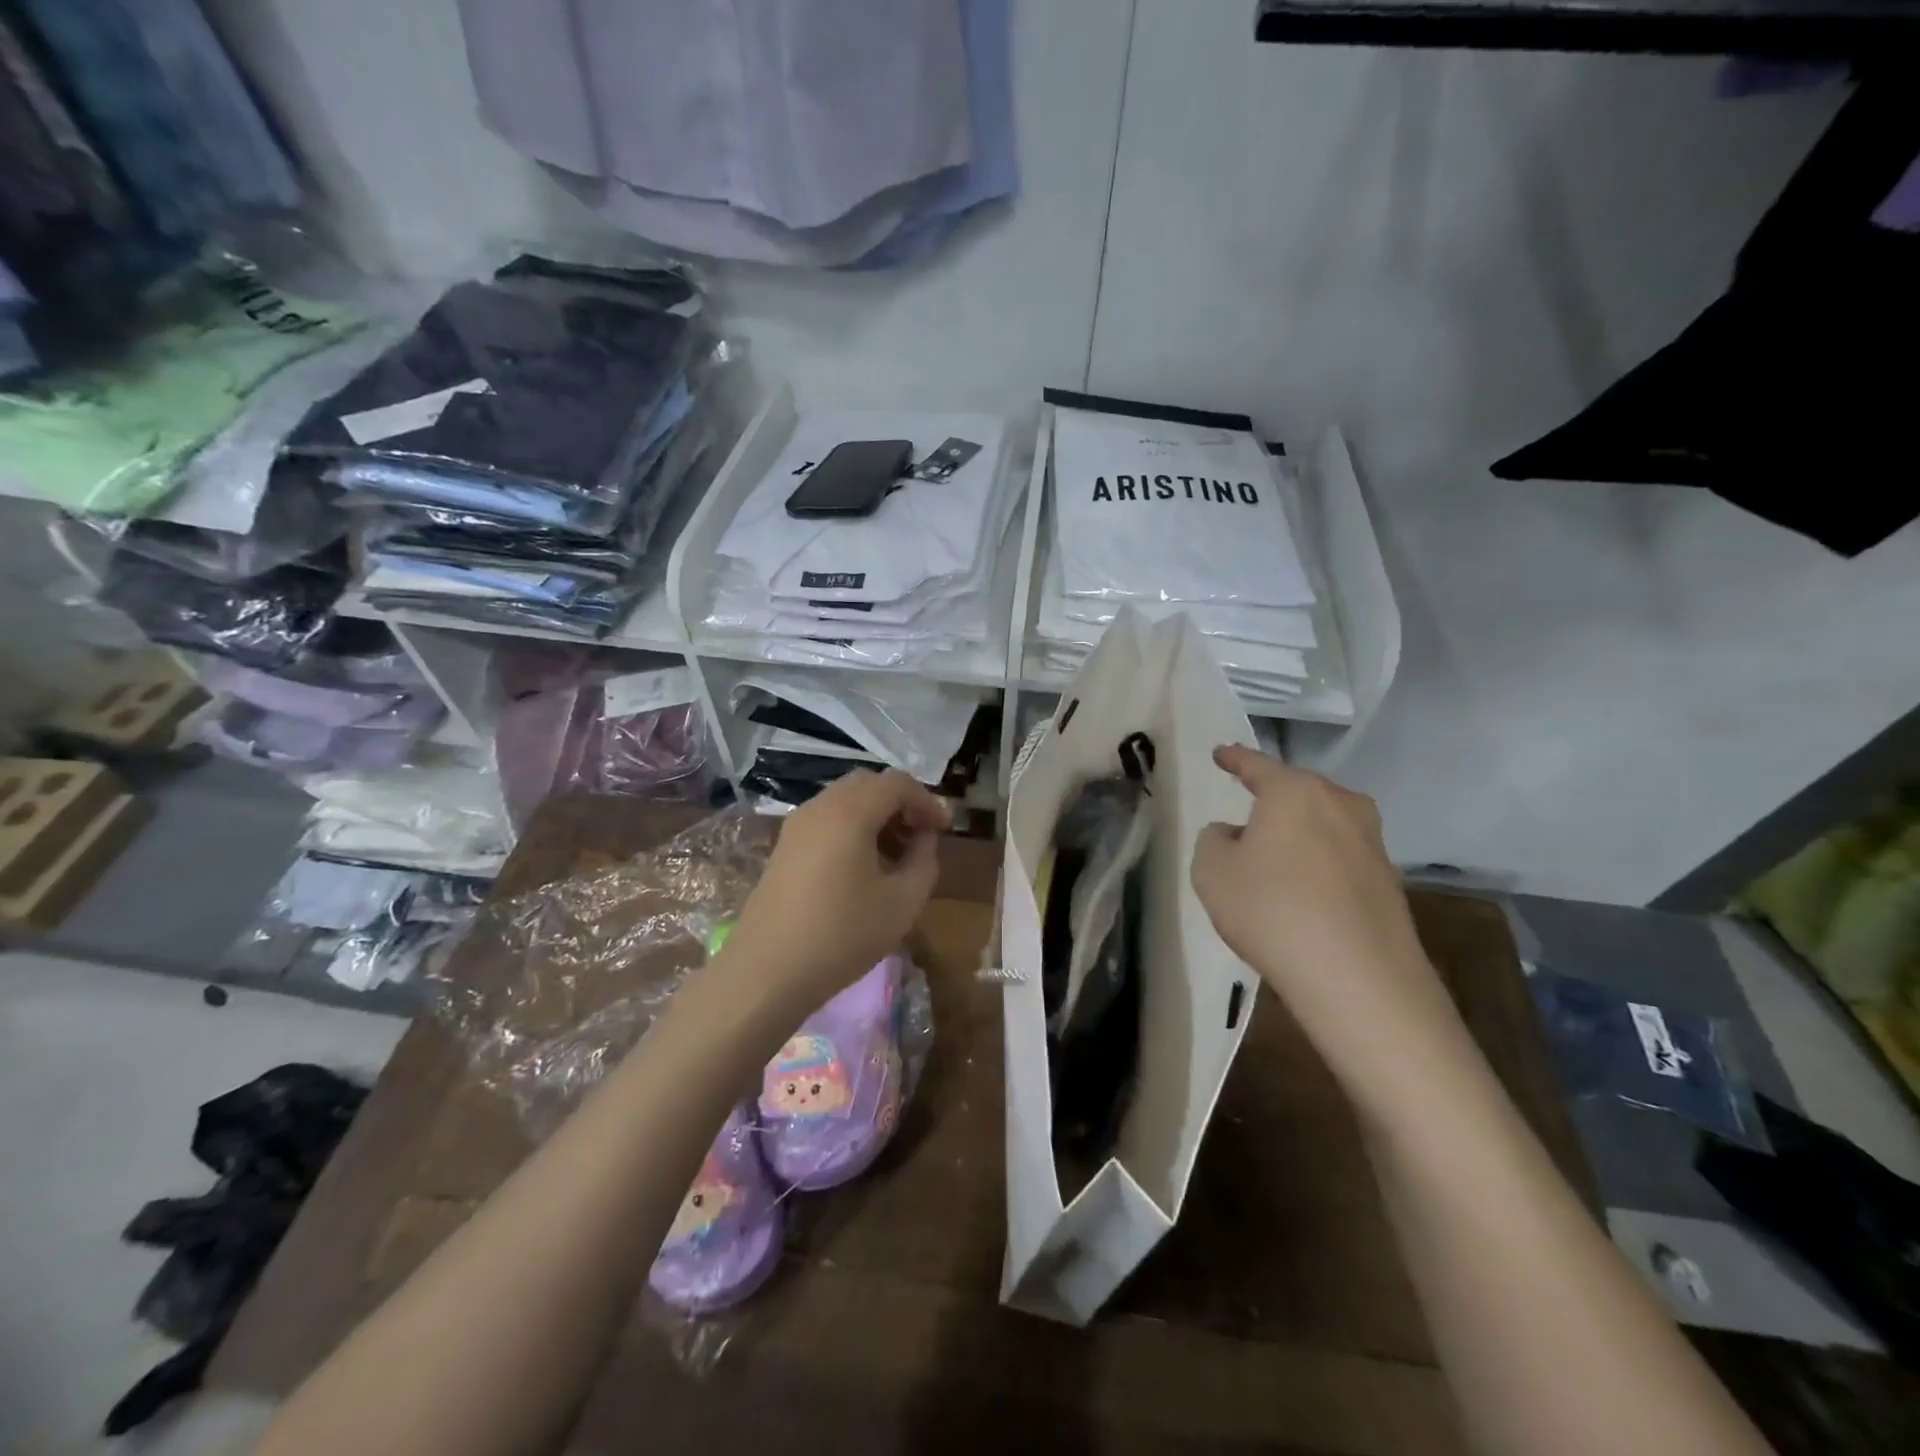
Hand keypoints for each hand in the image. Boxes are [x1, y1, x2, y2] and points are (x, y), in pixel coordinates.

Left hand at [723, 769, 950, 1013]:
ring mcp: (797, 825)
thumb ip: (924, 861)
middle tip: (922, 836)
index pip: (897, 783)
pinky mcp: (784, 847)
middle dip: (901, 803)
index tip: (945, 830)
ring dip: (877, 815)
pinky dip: (853, 827)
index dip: (927, 801)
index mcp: (850, 811)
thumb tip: (923, 839)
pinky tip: (864, 866)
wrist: (766, 972)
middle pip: (869, 784)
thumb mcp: (903, 903)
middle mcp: (820, 807)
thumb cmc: (842, 935)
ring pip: (846, 800)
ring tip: (896, 854)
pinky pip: (827, 819)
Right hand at [1192, 746, 1450, 1055]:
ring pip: (1324, 824)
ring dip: (1299, 834)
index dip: (1234, 758)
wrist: (1357, 978)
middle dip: (1273, 799)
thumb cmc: (1271, 909)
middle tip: (1248, 811)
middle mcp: (1340, 804)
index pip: (1257, 765)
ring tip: (1275, 857)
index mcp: (1295, 791)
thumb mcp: (1212, 870)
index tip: (1221, 753)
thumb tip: (1235, 834)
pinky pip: (1340, 858)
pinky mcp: (1388, 881)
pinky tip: (1303, 893)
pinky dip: (1318, 866)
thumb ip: (1214, 839)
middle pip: (1298, 791)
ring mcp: (1371, 842)